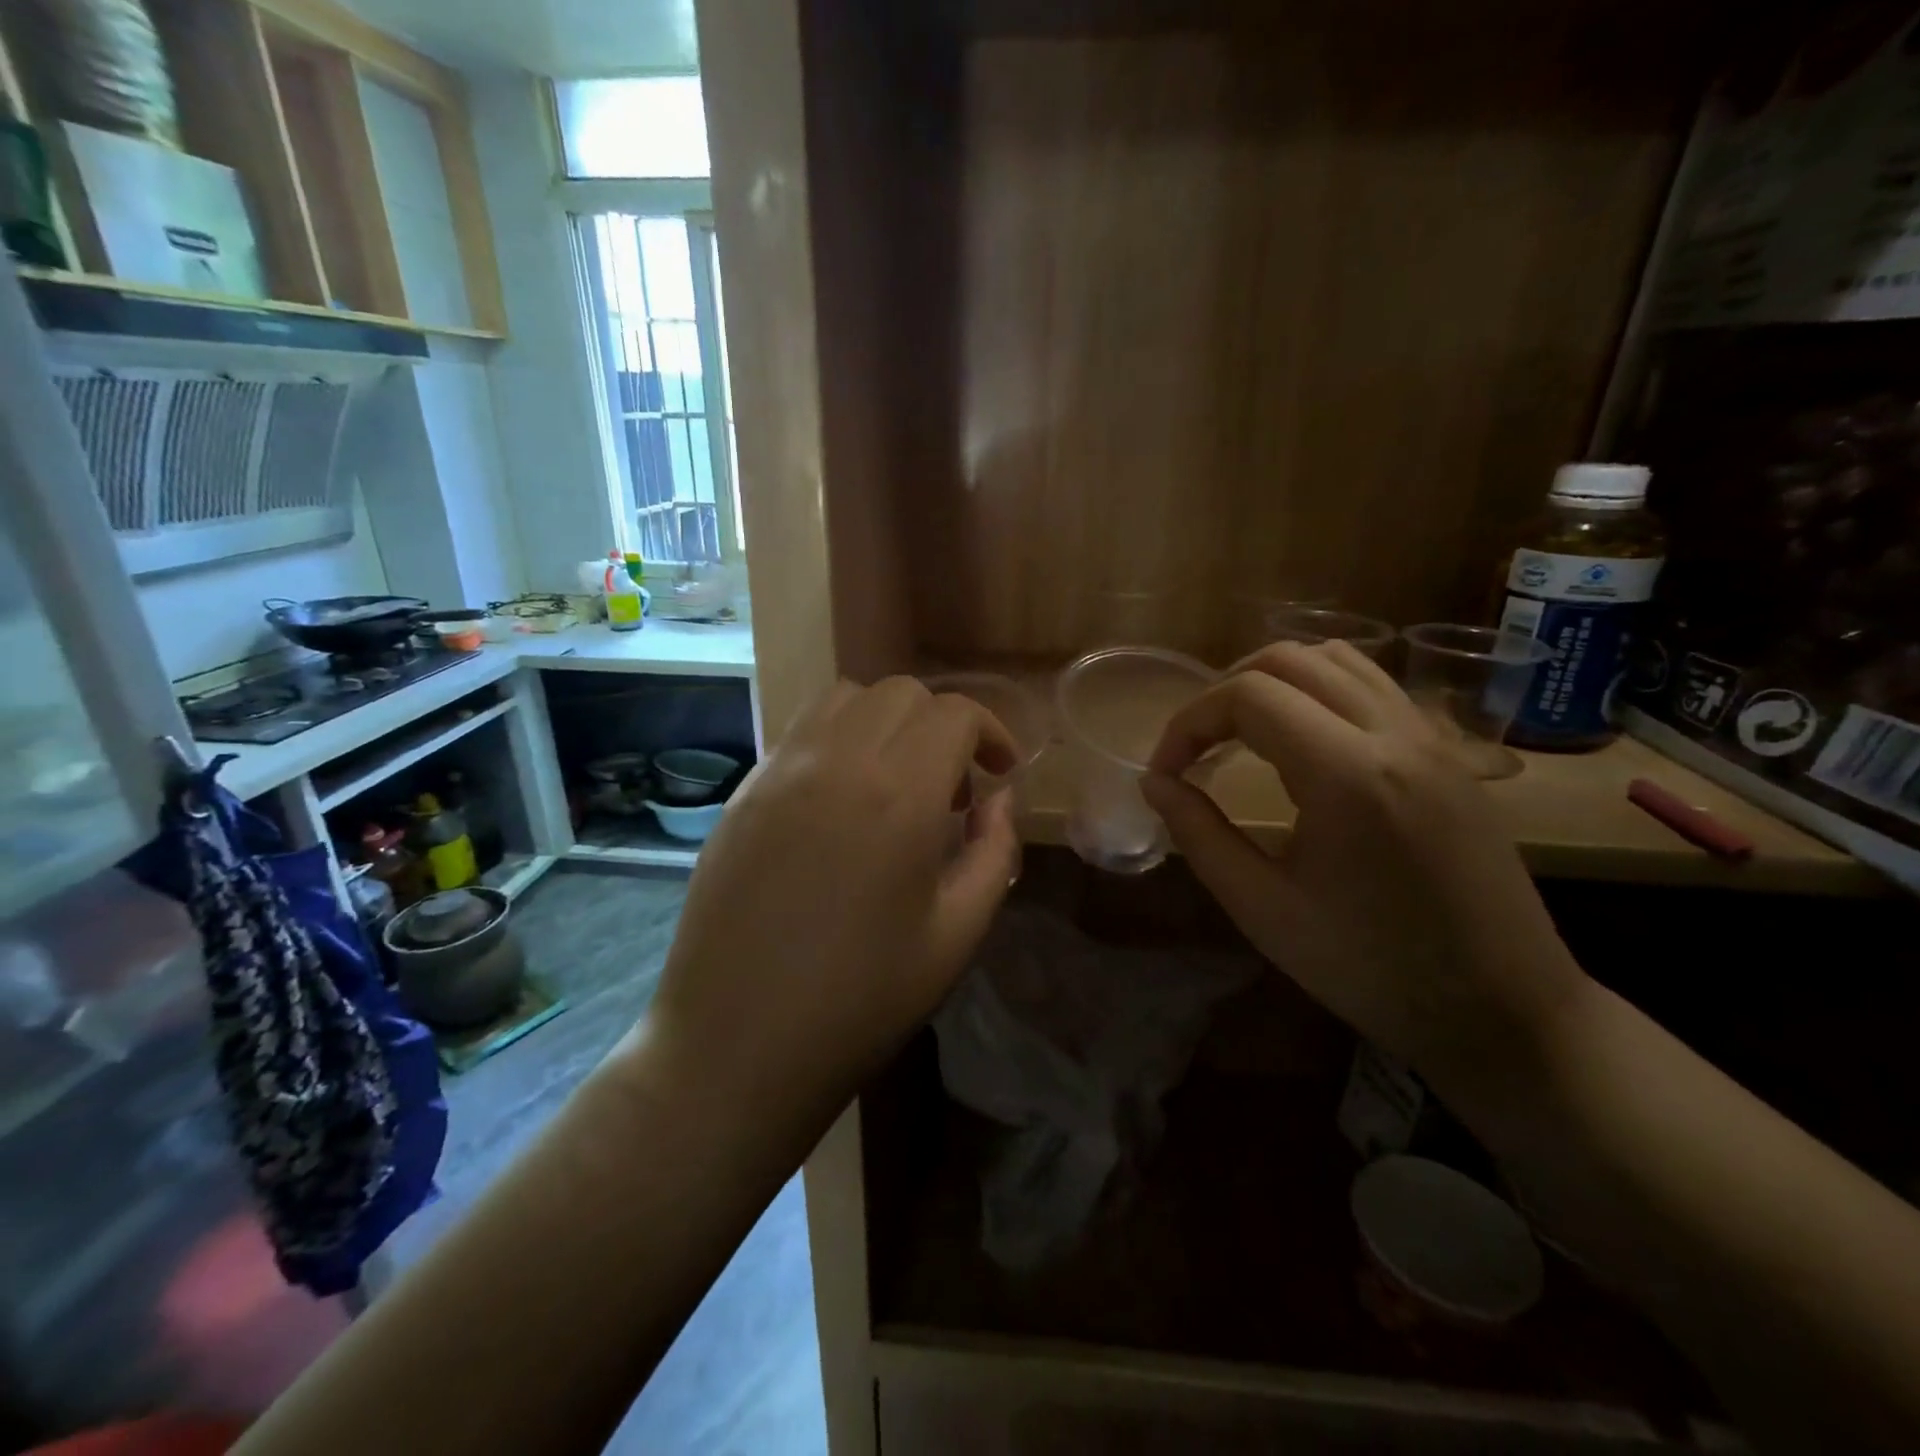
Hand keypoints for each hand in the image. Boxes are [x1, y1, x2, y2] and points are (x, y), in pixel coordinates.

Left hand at [638, 678, 1021, 1125]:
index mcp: (899, 796)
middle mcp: (837, 762)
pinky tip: (841, 802)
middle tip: (951, 790)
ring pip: (846, 699)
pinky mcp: (743, 792)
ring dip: (887, 723)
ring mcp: (780, 771)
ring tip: (895, 784)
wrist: (736, 1045)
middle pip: (902, 694)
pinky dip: (839, 740)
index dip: (991, 732)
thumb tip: (999, 800)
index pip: (954, 713)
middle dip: (942, 726)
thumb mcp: (957, 935)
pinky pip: (801, 732)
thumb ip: (994, 852)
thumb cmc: (861, 1001)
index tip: (1000, 772)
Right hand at [1142, 642, 1589, 1102]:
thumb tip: (1157, 783)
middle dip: (1223, 691)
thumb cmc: (1371, 968)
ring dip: (1274, 680)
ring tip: (1241, 731)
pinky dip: (1320, 690)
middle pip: (1288, 659)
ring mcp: (1431, 737)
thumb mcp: (1263, 908)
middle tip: (1196, 747)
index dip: (1188, 723)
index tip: (1168, 773)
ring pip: (1337, 659)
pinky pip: (1375, 685)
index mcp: (1347, 774)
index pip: (1246, 696)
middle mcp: (1394, 733)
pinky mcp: (1449, 752)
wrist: (1503, 1010)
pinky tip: (1303, 740)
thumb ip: (1199, 835)